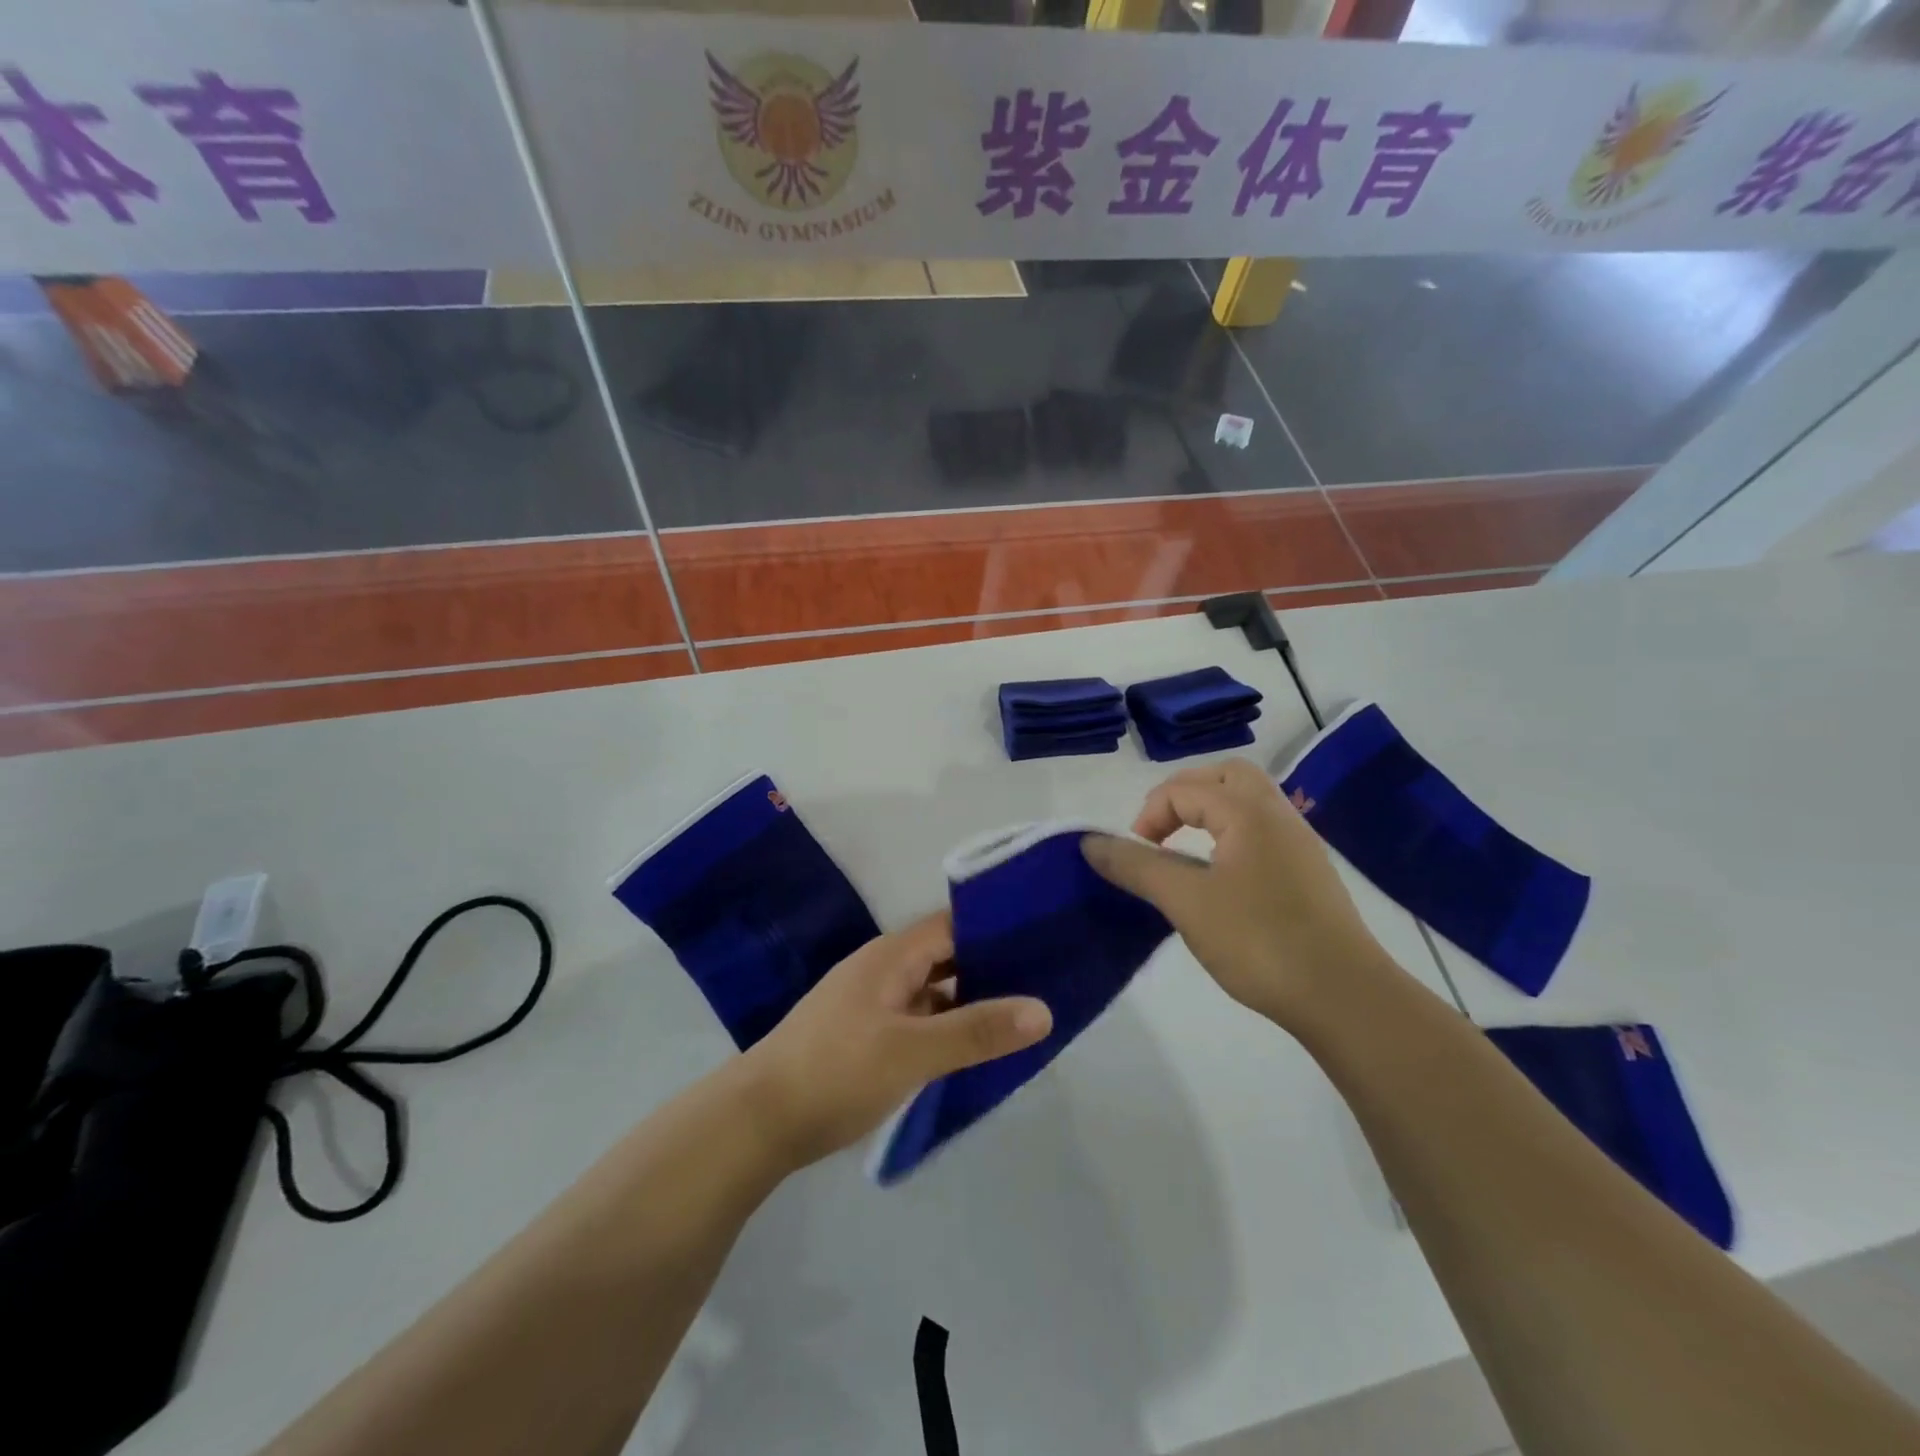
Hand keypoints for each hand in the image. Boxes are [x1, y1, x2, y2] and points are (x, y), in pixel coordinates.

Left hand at [741, 912, 1051, 1169]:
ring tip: (1025, 1012)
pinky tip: (979, 1047)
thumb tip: (1043, 1009)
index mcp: (892, 956)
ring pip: (934, 991)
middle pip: (947, 956)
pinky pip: (920, 1020)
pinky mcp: (868, 1038)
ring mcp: (874, 1005)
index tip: (1044, 938)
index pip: (953, 925)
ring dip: (972, 1000)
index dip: (996, 928)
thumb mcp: (912, 1051)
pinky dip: (948, 1027)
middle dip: (992, 966)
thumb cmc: (836, 1071)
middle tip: (1048, 978)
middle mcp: (884, 970)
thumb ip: (976, 1030)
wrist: (758, 1121)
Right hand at [1081, 758, 1395, 1027]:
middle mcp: (1278, 815)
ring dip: (1210, 814)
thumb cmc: (1259, 941)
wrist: (1344, 997)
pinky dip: (1232, 836)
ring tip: (1185, 852)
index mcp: (1248, 811)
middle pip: (1226, 777)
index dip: (1148, 815)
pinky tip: (1221, 878)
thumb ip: (1136, 866)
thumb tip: (1090, 842)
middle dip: (1184, 795)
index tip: (1134, 856)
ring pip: (1248, 803)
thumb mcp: (1186, 901)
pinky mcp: (1309, 874)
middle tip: (1161, 832)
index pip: (1184, 789)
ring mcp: (1299, 844)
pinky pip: (1262, 832)